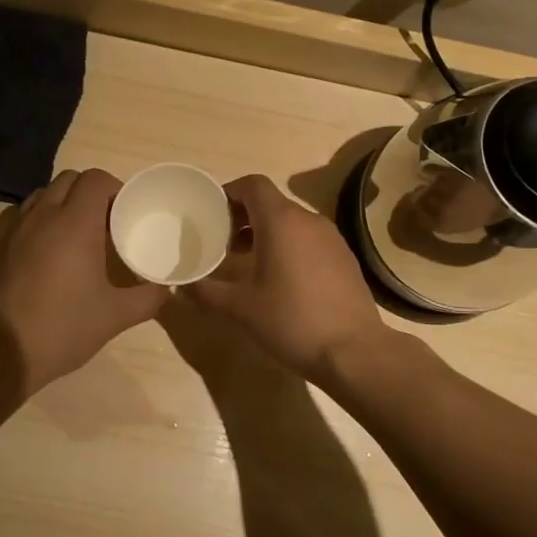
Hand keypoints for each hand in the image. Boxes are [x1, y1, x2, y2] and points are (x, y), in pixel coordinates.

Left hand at [0, 169, 167, 393]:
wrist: (0, 351)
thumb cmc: (63, 327)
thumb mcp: (114, 316)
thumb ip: (147, 298)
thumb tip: (166, 289)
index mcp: (75, 223)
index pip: (96, 179)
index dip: (115, 188)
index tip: (127, 211)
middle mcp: (44, 215)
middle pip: (69, 179)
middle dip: (91, 191)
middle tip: (108, 221)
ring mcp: (18, 229)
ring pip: (45, 194)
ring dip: (65, 201)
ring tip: (81, 232)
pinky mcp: (1, 246)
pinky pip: (27, 215)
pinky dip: (44, 218)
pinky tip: (54, 251)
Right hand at [185, 174, 389, 380]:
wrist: (353, 351)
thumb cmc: (291, 320)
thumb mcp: (240, 308)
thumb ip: (206, 292)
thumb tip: (182, 286)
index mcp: (280, 221)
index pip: (253, 185)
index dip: (229, 192)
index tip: (212, 214)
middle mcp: (308, 220)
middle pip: (271, 202)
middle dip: (243, 216)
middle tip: (223, 242)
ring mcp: (331, 238)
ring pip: (291, 221)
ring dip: (266, 232)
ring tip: (247, 262)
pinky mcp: (344, 258)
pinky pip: (309, 239)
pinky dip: (289, 246)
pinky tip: (281, 279)